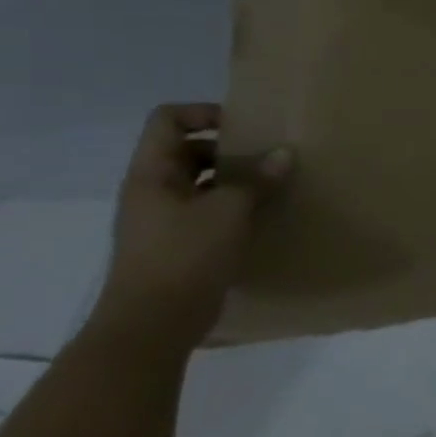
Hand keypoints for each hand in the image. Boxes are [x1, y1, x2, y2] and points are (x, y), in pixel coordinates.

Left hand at [91, 103, 291, 350]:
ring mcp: (164, 219)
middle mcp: (153, 190)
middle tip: (270, 157)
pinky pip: (209, 211)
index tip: (245, 126)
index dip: (204, 113)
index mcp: (152, 174)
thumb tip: (284, 153)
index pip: (168, 121)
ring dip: (236, 180)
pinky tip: (264, 217)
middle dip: (229, 149)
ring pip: (201, 182)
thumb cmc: (184, 256)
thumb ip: (256, 180)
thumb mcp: (227, 212)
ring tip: (275, 185)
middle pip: (187, 150)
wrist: (153, 323)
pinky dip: (235, 207)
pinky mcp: (180, 244)